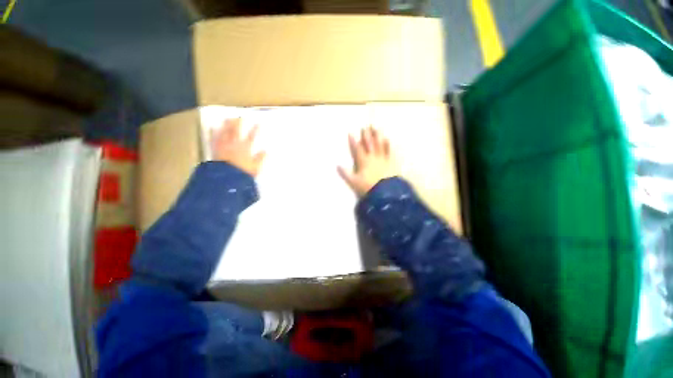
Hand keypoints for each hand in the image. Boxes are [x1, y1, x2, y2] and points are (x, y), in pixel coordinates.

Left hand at [211, 118, 265, 176]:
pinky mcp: (215, 149)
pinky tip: (212, 128)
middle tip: (241, 116)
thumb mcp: (256, 167)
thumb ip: (261, 158)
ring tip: (228, 118)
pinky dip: (213, 133)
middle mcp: (234, 144)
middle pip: (237, 131)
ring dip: (227, 125)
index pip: (252, 136)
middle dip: (239, 123)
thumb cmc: (243, 173)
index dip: (256, 129)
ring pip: (225, 132)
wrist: (226, 178)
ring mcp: (224, 146)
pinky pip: (214, 139)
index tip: (259, 123)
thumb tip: (266, 151)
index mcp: (245, 148)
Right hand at [338, 126, 399, 196]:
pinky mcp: (391, 162)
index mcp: (363, 161)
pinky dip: (388, 144)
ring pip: (379, 144)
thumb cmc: (368, 187)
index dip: (353, 141)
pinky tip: (387, 139)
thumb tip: (337, 165)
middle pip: (369, 144)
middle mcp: (373, 157)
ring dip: (377, 136)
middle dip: (366, 135)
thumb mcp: (354, 182)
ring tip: (375, 128)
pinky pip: (389, 151)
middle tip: (365, 126)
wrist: (385, 193)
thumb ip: (345, 174)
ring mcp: (383, 158)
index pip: (357, 149)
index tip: (351, 133)